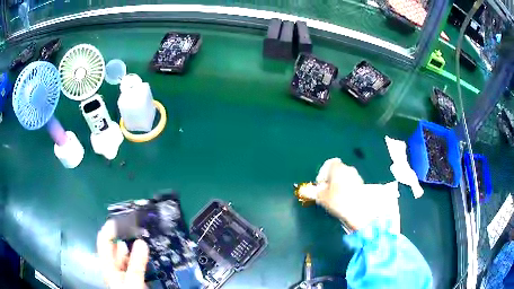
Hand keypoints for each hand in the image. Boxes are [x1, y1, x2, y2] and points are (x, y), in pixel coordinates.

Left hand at [97, 220, 148, 288]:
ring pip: (126, 253)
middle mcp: (114, 265)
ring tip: (144, 235)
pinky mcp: (132, 275)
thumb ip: (136, 264)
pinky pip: (134, 261)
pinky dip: (139, 254)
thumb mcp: (133, 282)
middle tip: (139, 226)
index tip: (123, 218)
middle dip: (123, 234)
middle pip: (114, 245)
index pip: (104, 241)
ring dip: (133, 244)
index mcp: (108, 265)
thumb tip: (141, 242)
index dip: (110, 228)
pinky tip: (147, 251)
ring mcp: (123, 271)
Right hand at [314, 158, 372, 229]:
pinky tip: (344, 200)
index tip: (320, 185)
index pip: (328, 164)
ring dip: (339, 185)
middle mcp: (348, 168)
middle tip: (326, 193)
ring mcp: (357, 176)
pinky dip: (347, 189)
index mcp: (337, 168)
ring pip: (344, 178)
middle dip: (330, 180)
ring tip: (335, 198)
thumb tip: (304, 190)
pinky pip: (351, 184)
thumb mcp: (322, 197)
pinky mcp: (362, 185)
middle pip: (337, 171)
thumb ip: (313, 192)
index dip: (322, 174)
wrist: (359, 210)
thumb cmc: (338, 200)